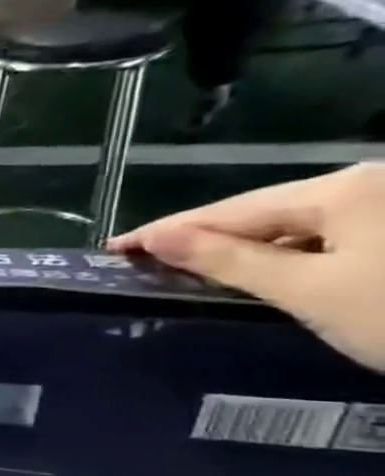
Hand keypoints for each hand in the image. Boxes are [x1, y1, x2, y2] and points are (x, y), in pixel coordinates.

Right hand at [109, 163, 384, 371]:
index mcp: (341, 190)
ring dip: (255, 246)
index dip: (166, 231)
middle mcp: (374, 182)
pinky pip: (342, 232)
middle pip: (268, 211)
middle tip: (155, 262)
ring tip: (206, 270)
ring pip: (307, 222)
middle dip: (209, 237)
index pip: (227, 211)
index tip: (115, 248)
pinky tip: (281, 272)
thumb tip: (160, 239)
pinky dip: (301, 252)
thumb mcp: (310, 292)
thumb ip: (229, 261)